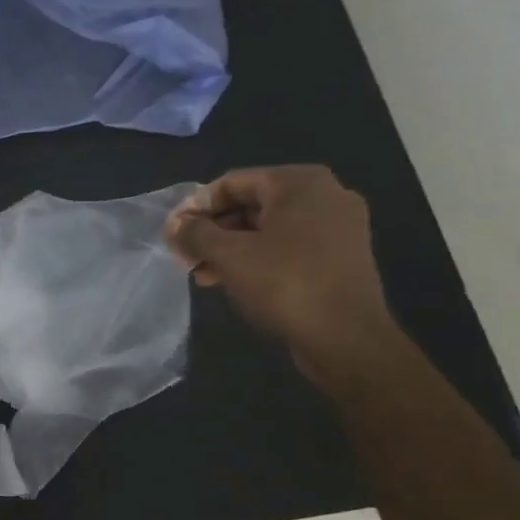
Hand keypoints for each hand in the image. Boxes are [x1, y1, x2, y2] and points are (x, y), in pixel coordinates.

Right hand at [164, 166, 397, 377]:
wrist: (345, 336)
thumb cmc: (284, 283)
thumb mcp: (228, 254)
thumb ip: (195, 233)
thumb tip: (175, 225)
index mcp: (299, 183)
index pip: (232, 183)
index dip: (196, 207)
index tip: (173, 234)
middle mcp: (324, 195)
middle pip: (250, 204)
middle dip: (212, 231)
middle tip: (184, 256)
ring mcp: (337, 227)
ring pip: (267, 228)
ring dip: (229, 248)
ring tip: (201, 274)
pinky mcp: (339, 256)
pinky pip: (287, 246)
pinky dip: (256, 258)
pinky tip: (231, 280)